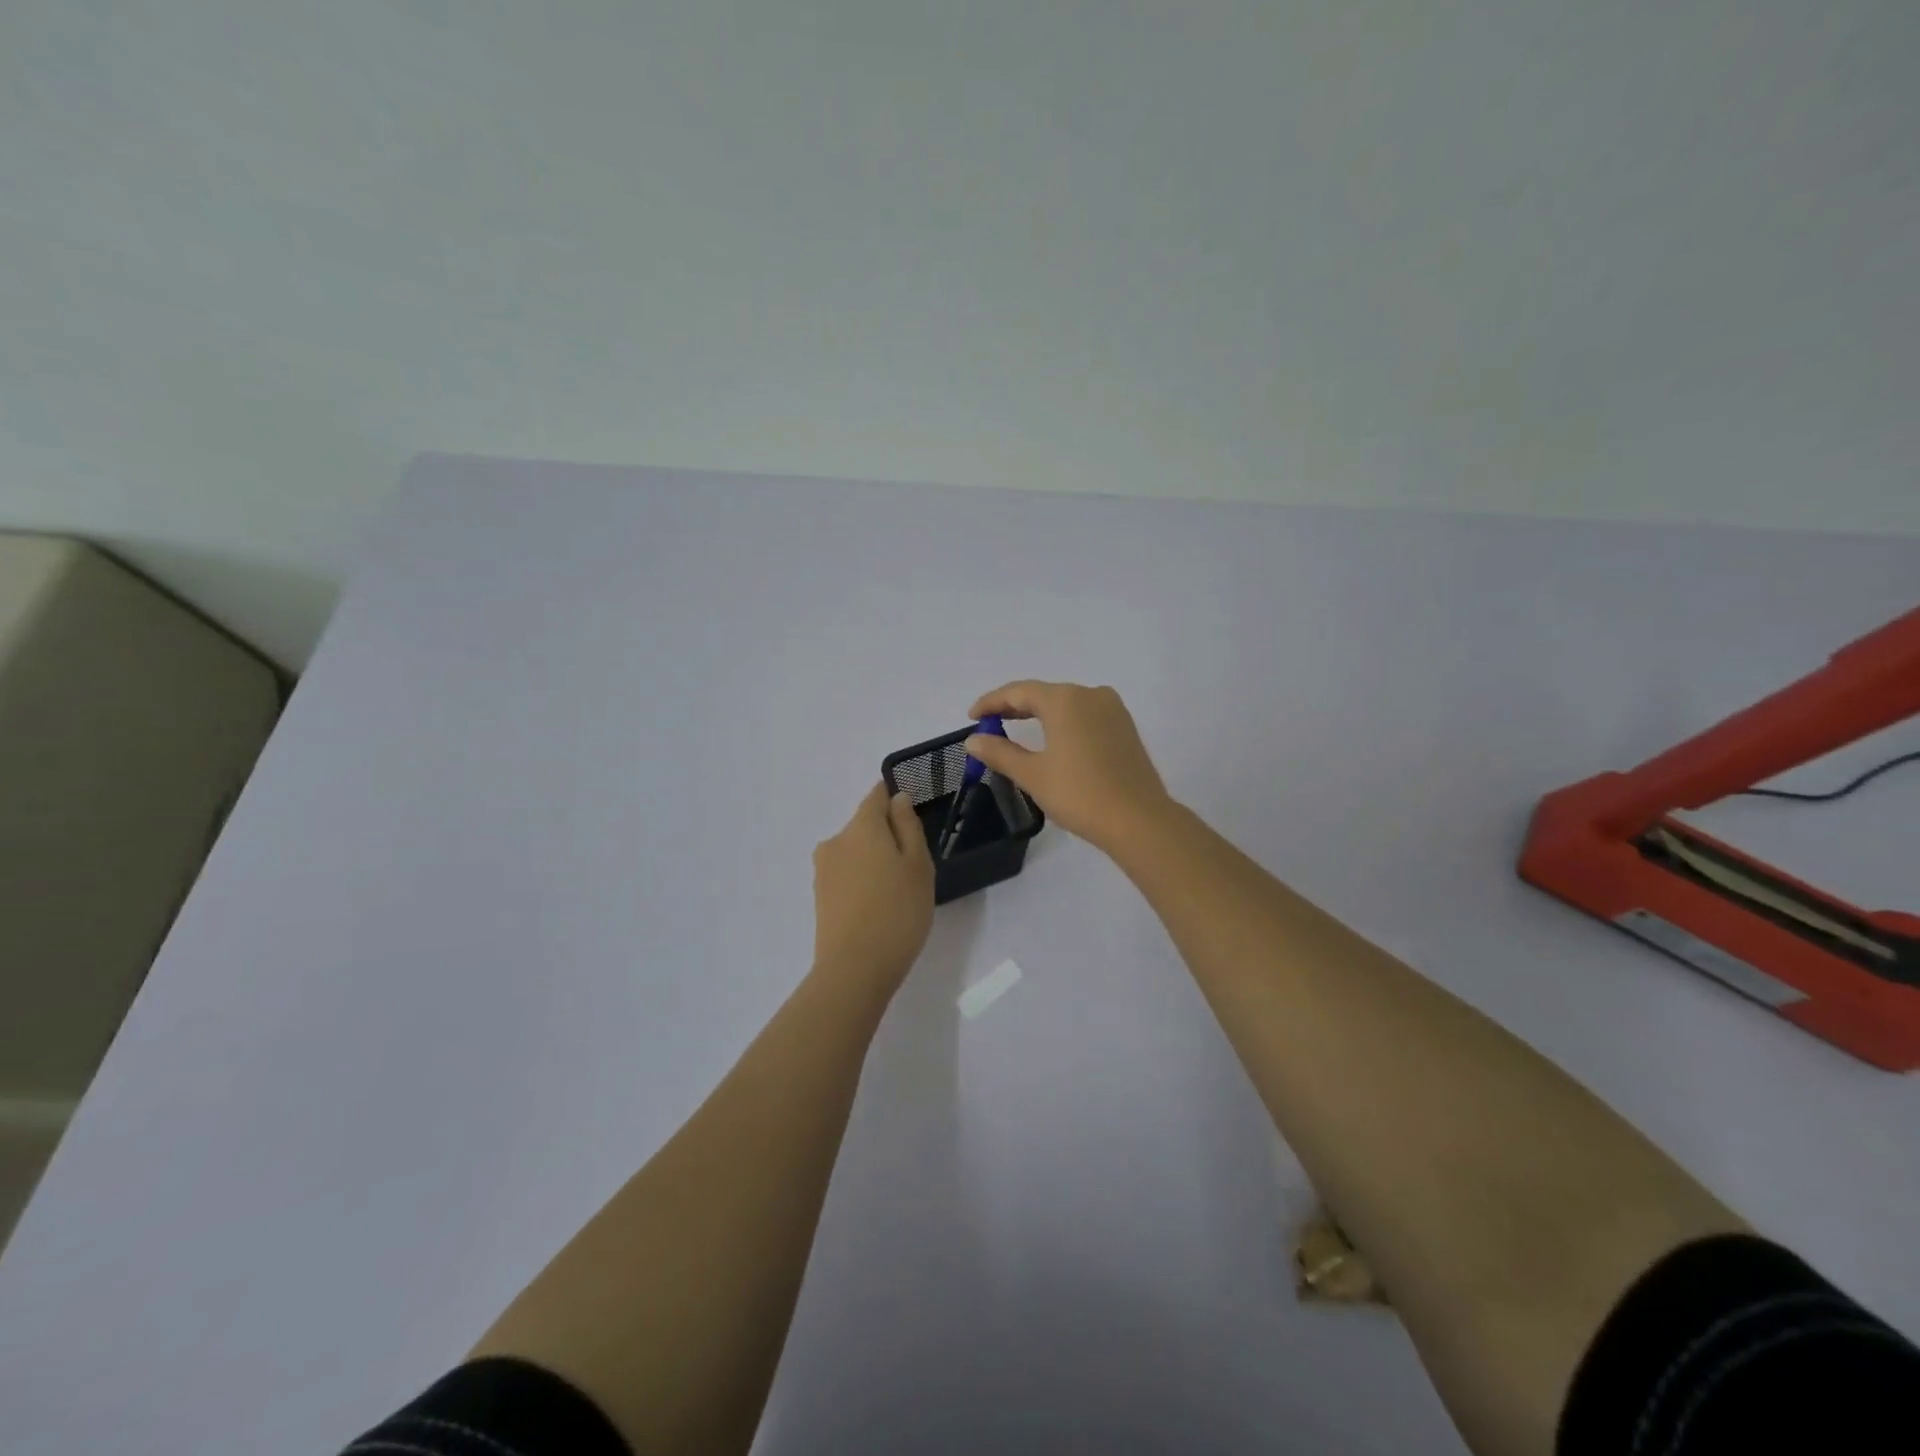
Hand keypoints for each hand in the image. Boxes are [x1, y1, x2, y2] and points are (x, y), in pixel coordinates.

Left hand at [812, 782, 935, 988]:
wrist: (854, 969)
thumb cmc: (897, 911)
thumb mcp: (918, 865)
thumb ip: (908, 826)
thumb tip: (898, 799)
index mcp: (861, 826)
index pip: (876, 796)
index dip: (894, 798)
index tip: (913, 813)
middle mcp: (836, 841)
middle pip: (865, 826)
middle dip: (887, 836)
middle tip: (915, 865)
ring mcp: (824, 870)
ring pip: (856, 852)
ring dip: (875, 861)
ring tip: (898, 891)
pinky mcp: (820, 897)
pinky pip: (847, 876)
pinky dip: (863, 881)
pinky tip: (879, 906)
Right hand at [964, 681, 1174, 854]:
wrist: (1138, 820)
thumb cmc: (1079, 794)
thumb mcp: (1032, 774)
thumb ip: (1000, 752)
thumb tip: (973, 740)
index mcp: (1065, 699)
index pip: (1018, 691)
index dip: (991, 702)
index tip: (971, 716)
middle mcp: (1090, 694)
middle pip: (1044, 693)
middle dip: (1014, 706)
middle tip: (989, 723)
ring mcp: (1112, 709)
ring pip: (1066, 703)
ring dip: (1039, 713)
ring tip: (1016, 730)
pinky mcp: (1125, 727)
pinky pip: (1085, 715)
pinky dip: (1063, 722)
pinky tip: (1053, 739)